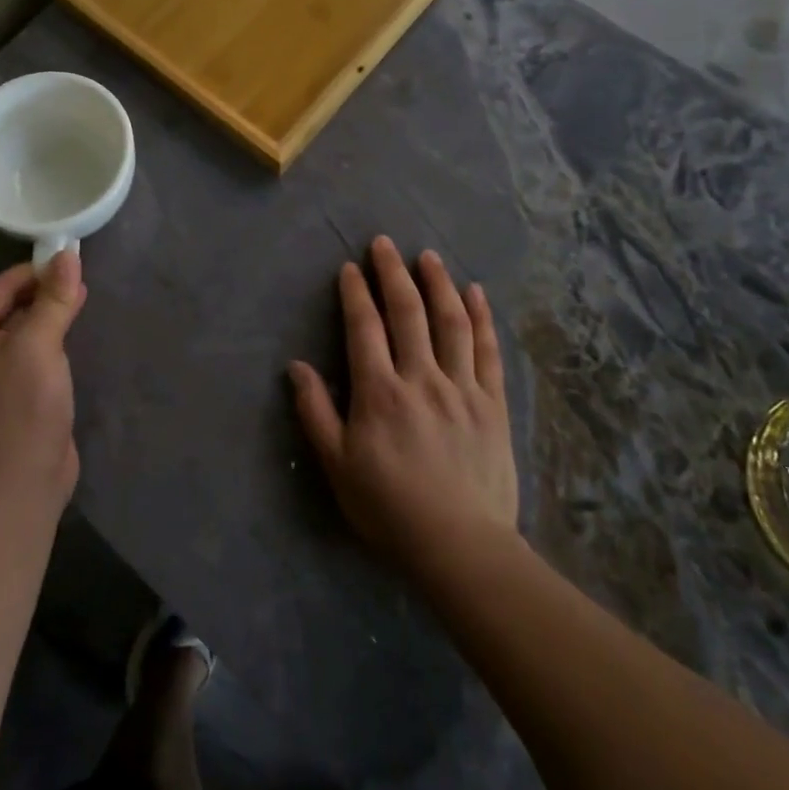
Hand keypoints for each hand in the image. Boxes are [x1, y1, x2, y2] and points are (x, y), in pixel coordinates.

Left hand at [0, 251, 86, 507]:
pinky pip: (19, 347)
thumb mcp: (41, 344)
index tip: (71, 264)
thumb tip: (69, 254)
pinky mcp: (2, 389)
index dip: (33, 271)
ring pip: (10, 324)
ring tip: (75, 301)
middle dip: (34, 289)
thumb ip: (54, 297)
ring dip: (40, 310)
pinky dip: (40, 334)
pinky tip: (66, 332)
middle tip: (70, 284)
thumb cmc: (24, 406)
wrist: (21, 479)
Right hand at [289, 236, 518, 572]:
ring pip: (451, 322)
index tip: (350, 267)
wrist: (460, 546)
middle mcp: (420, 378)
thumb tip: (296, 366)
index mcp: (379, 392)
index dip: (356, 293)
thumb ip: (316, 412)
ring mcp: (461, 387)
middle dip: (393, 273)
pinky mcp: (492, 403)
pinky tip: (475, 293)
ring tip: (428, 256)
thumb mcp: (338, 466)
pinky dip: (481, 318)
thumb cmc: (390, 508)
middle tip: (385, 243)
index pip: (365, 327)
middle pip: (407, 312)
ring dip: (438, 283)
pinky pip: (487, 351)